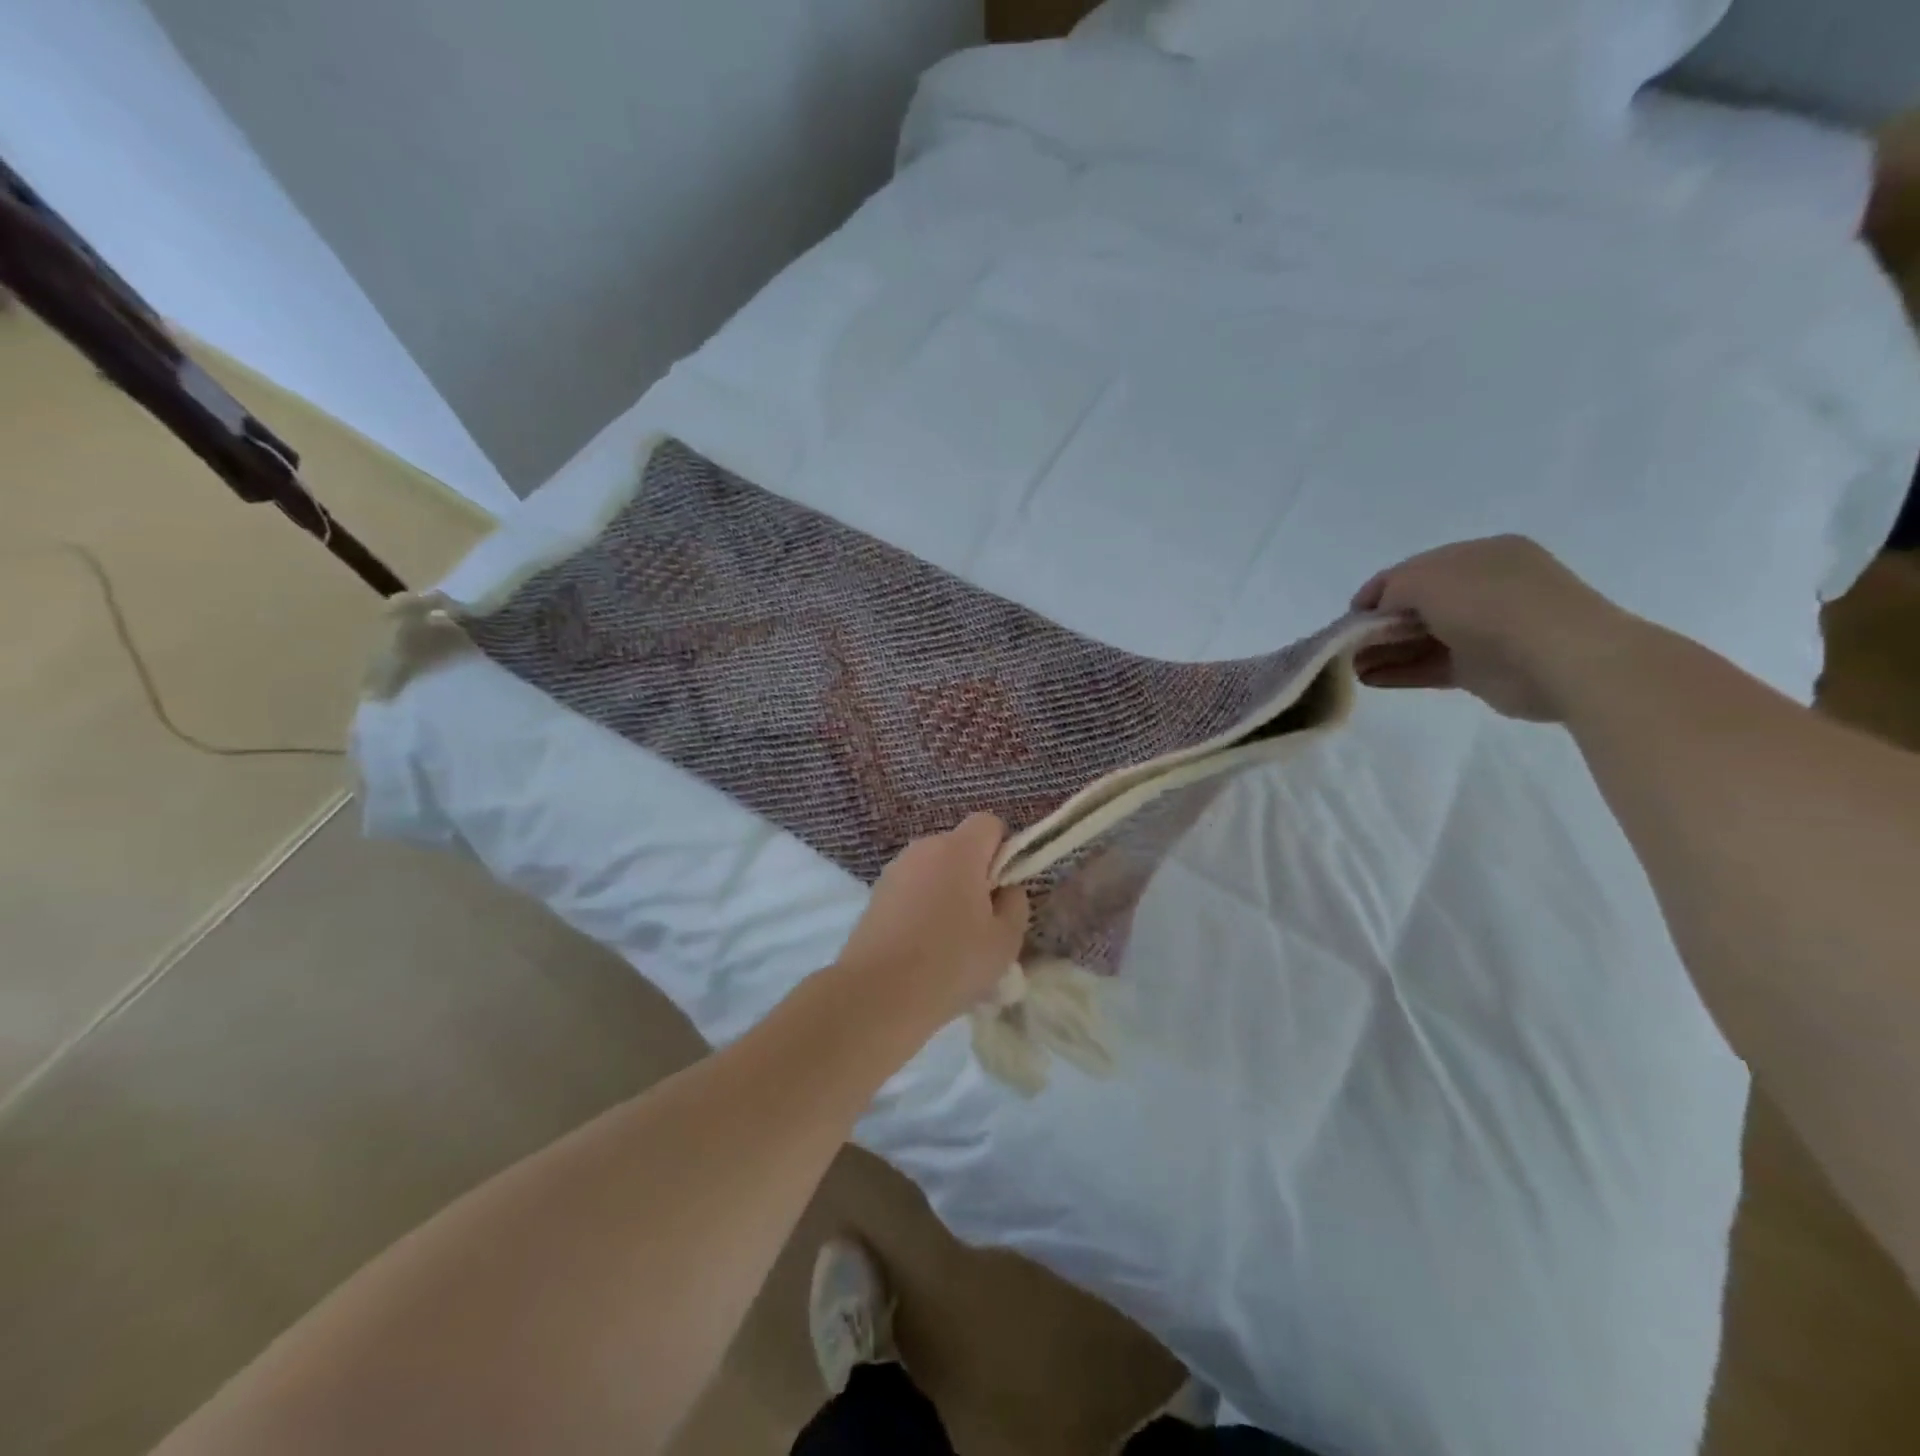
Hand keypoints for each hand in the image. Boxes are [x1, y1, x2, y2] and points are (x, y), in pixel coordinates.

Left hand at [835, 814, 1030, 1027]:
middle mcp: (923, 848)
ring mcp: (894, 870)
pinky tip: (922, 946)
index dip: (1004, 849)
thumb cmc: (951, 963)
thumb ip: (1016, 904)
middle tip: (981, 920)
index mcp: (958, 850)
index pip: (989, 822)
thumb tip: (1006, 890)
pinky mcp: (875, 894)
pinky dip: (922, 906)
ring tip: (950, 939)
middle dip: (975, 873)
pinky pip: (912, 888)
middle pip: (960, 846)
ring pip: (934, 869)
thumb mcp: (1005, 940)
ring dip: (947, 890)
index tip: (1003, 888)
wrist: (876, 995)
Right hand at [1350, 535, 1635, 722]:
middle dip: (1377, 625)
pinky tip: (1369, 680)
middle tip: (1345, 645)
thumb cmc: (1492, 604)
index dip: (1377, 591)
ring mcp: (1485, 630)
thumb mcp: (1429, 579)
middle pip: (1416, 606)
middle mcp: (1484, 588)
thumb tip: (1378, 609)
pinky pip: (1431, 666)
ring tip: (1349, 667)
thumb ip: (1394, 587)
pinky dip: (1400, 672)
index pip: (1415, 570)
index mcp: (1480, 556)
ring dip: (1383, 651)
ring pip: (1421, 639)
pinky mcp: (1483, 669)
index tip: (1349, 616)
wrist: (1560, 657)